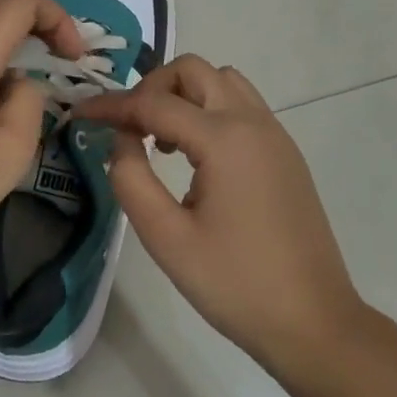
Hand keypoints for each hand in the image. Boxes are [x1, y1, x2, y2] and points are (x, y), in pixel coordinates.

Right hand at [80, 56, 365, 374]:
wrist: (316, 325)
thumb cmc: (236, 285)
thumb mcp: (166, 238)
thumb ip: (131, 179)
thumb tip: (122, 139)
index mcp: (224, 139)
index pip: (154, 103)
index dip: (111, 105)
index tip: (80, 113)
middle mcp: (252, 122)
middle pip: (193, 71)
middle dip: (153, 87)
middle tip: (130, 127)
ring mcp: (275, 135)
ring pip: (222, 81)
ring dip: (185, 95)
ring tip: (163, 140)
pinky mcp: (285, 154)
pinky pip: (241, 106)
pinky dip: (210, 110)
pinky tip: (196, 158)